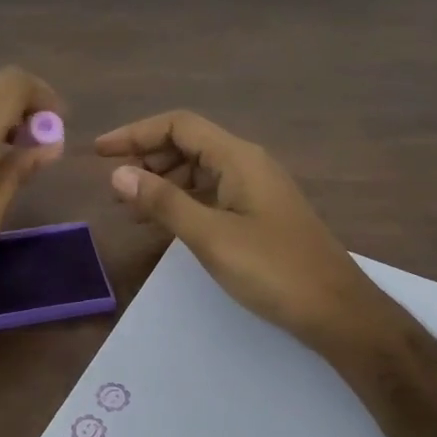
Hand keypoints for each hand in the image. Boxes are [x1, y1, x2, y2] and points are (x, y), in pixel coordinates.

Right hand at [97, 111, 393, 355]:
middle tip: (114, 186)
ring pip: (199, 171)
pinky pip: (211, 194)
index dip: (135, 133)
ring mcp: (255, 190)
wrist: (337, 311)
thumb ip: (164, 202)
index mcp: (238, 158)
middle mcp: (247, 164)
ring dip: (162, 182)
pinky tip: (163, 224)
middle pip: (188, 144)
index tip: (100, 153)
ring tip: (130, 208)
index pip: (179, 125)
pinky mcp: (258, 215)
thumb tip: (119, 174)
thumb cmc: (273, 270)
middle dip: (147, 158)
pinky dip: (182, 202)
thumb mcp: (211, 236)